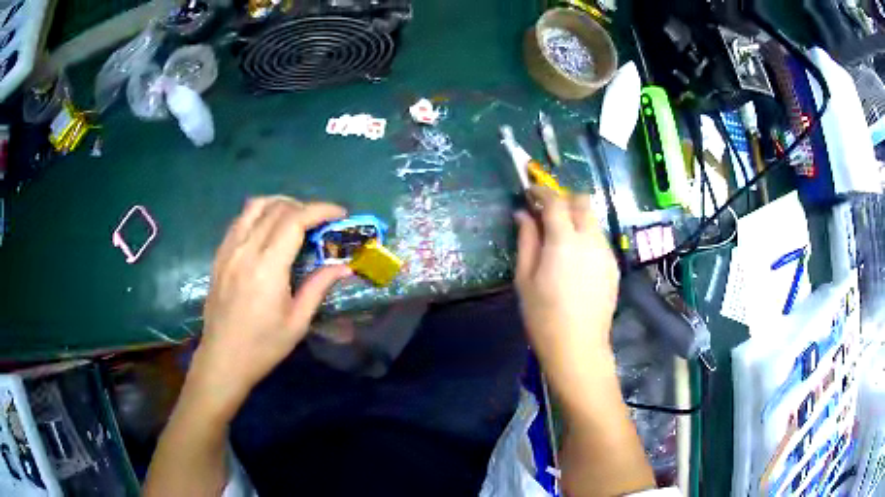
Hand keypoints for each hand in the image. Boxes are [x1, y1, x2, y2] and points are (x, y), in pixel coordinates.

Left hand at [187, 196, 350, 416]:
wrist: (223, 359)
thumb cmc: (263, 346)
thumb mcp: (297, 322)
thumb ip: (319, 287)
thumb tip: (344, 267)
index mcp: (267, 267)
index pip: (294, 220)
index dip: (320, 210)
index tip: (339, 213)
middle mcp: (245, 250)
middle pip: (276, 208)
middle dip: (304, 206)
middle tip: (321, 222)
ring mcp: (228, 250)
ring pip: (254, 206)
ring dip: (279, 204)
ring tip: (295, 217)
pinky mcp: (219, 255)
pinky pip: (239, 220)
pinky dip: (258, 214)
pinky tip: (268, 229)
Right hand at [514, 187, 619, 380]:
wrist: (578, 347)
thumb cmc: (543, 316)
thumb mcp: (525, 278)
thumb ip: (526, 240)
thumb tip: (523, 214)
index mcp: (565, 241)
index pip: (555, 200)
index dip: (541, 191)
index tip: (529, 193)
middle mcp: (591, 239)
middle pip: (582, 202)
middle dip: (564, 199)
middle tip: (547, 213)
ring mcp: (606, 253)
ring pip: (593, 220)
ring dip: (576, 219)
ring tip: (560, 239)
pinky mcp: (614, 266)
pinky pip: (599, 240)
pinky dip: (586, 237)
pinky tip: (575, 260)